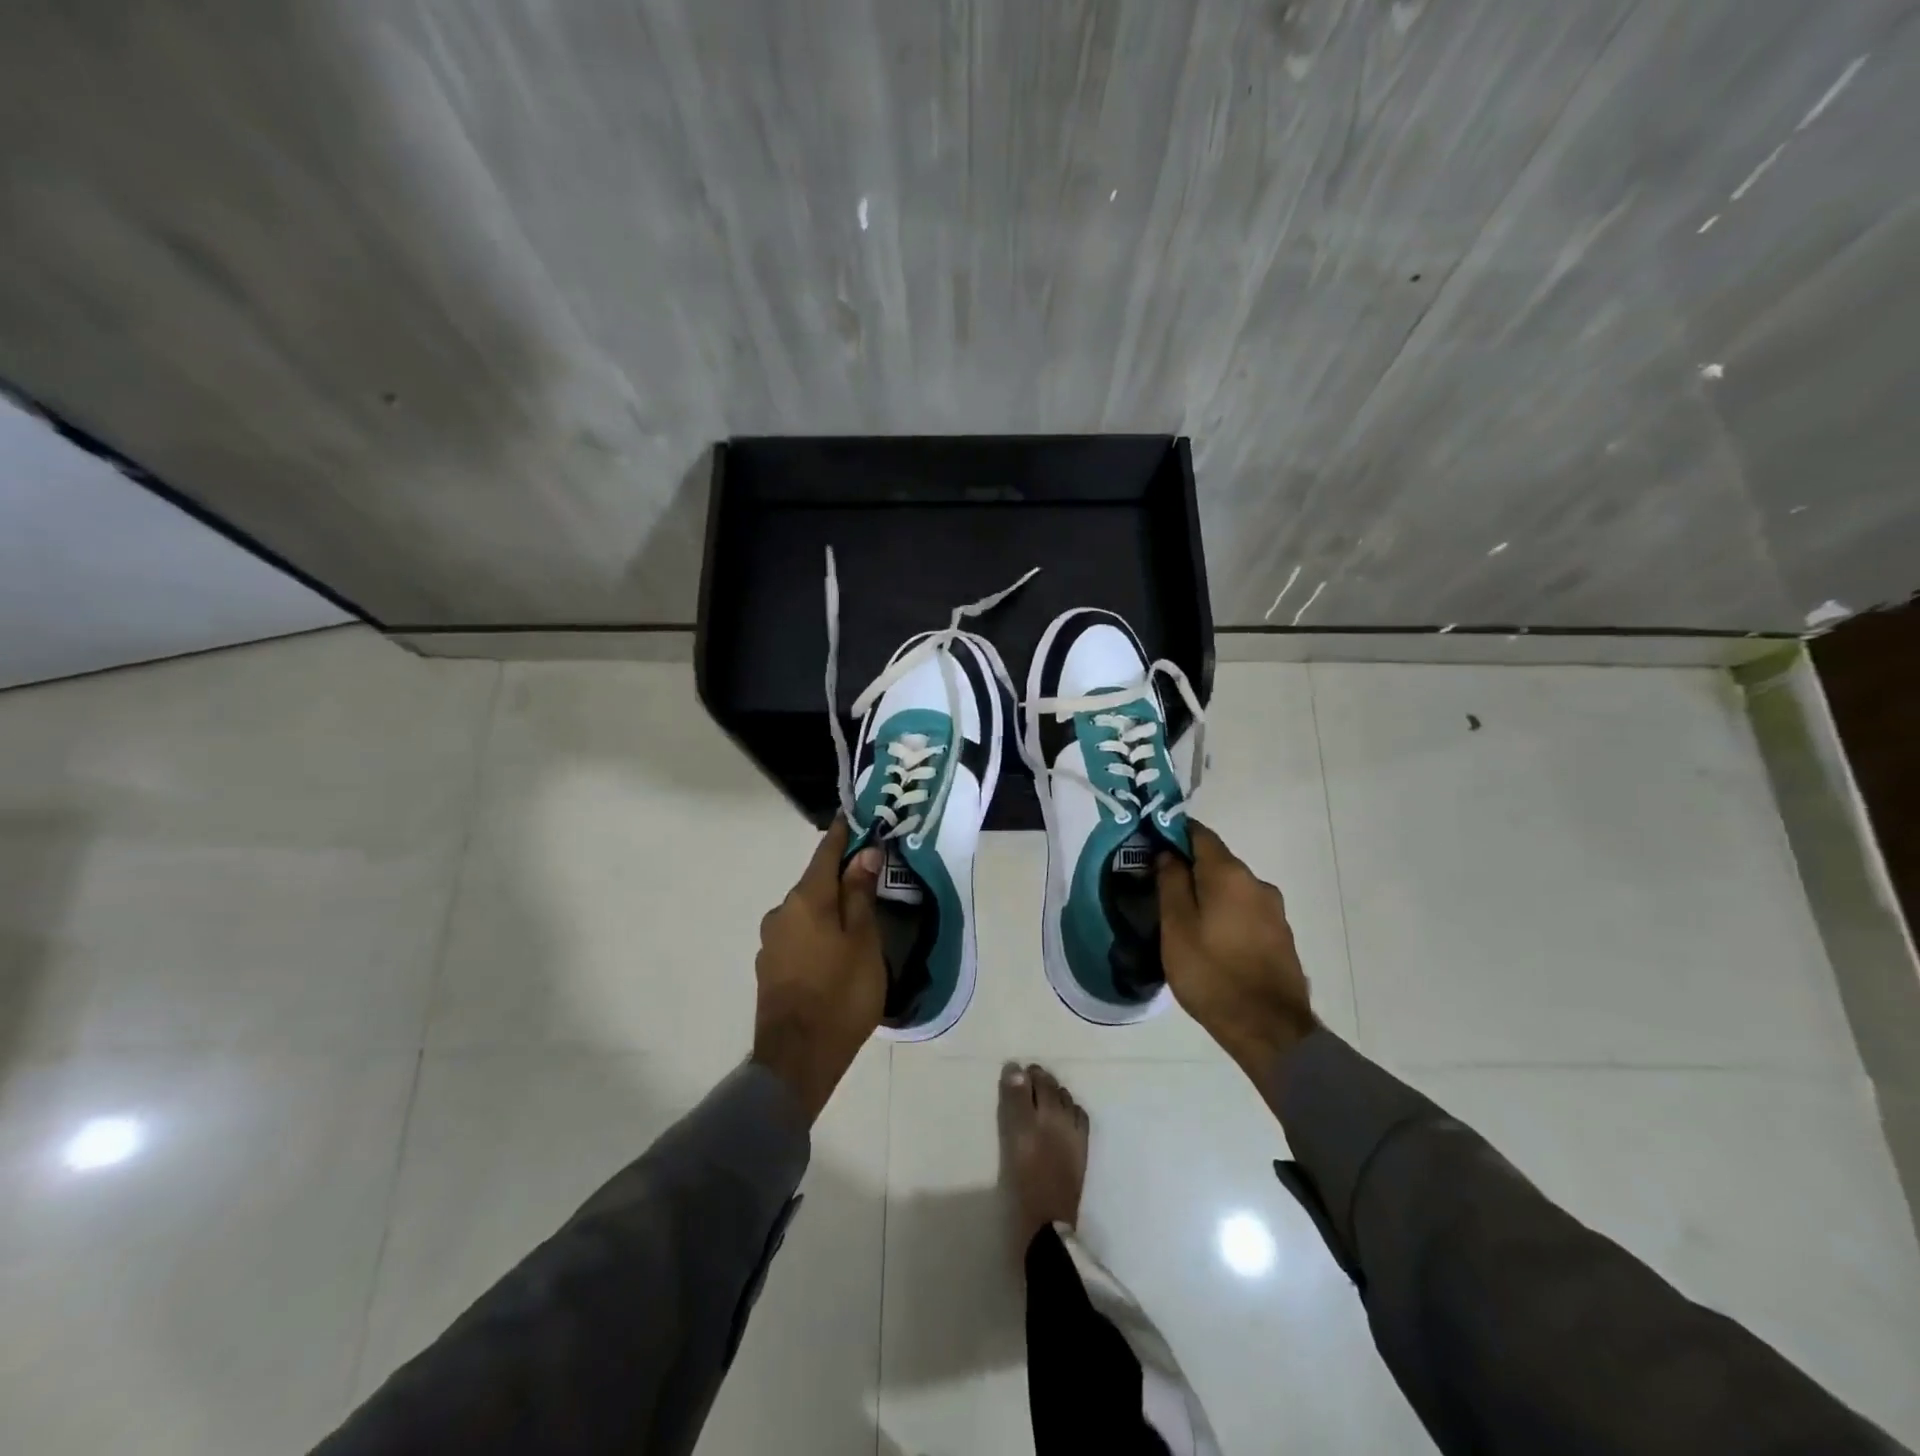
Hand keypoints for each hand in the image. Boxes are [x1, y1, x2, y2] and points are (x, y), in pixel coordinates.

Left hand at [752, 818, 885, 1121]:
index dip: (842, 834)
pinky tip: (835, 951)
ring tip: (857, 921)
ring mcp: (771, 941)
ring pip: (806, 911)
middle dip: (840, 876)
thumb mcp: (863, 941)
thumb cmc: (841, 994)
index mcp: (806, 899)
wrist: (797, 1059)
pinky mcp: (770, 967)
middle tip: (870, 878)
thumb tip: (863, 853)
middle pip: (815, 883)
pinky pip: (799, 935)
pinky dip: (818, 932)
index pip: (826, 853)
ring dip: (829, 908)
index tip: (855, 818)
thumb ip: (860, 894)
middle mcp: (781, 912)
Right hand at [1157, 823, 1317, 1079]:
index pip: (1199, 834)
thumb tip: (1168, 852)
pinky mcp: (1280, 936)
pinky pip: (1245, 912)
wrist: (1269, 1029)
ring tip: (1182, 921)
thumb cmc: (1212, 973)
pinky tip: (1210, 940)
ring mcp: (1274, 911)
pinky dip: (1224, 915)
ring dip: (1207, 895)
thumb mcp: (1176, 927)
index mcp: (1230, 874)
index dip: (1173, 834)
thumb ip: (1170, 883)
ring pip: (1231, 889)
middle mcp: (1257, 883)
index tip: (1150, 847)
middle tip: (1159, 889)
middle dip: (1188, 869)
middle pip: (1216, 862)